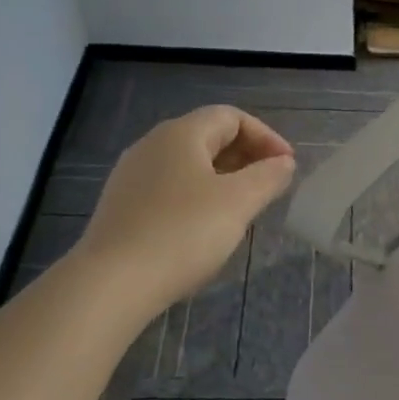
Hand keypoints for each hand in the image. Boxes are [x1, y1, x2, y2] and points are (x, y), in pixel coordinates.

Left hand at [76, 106, 295, 316]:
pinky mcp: (121, 206)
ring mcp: (132, 176)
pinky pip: (169, 188)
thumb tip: (283, 162)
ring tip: (244, 207)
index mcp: (181, 134)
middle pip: (208, 136)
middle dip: (245, 156)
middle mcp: (152, 145)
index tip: (287, 166)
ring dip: (223, 178)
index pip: (231, 116)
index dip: (265, 136)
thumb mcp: (238, 202)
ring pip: (188, 164)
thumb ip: (267, 177)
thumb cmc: (183, 233)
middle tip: (271, 185)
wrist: (111, 283)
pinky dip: (197, 196)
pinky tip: (206, 227)